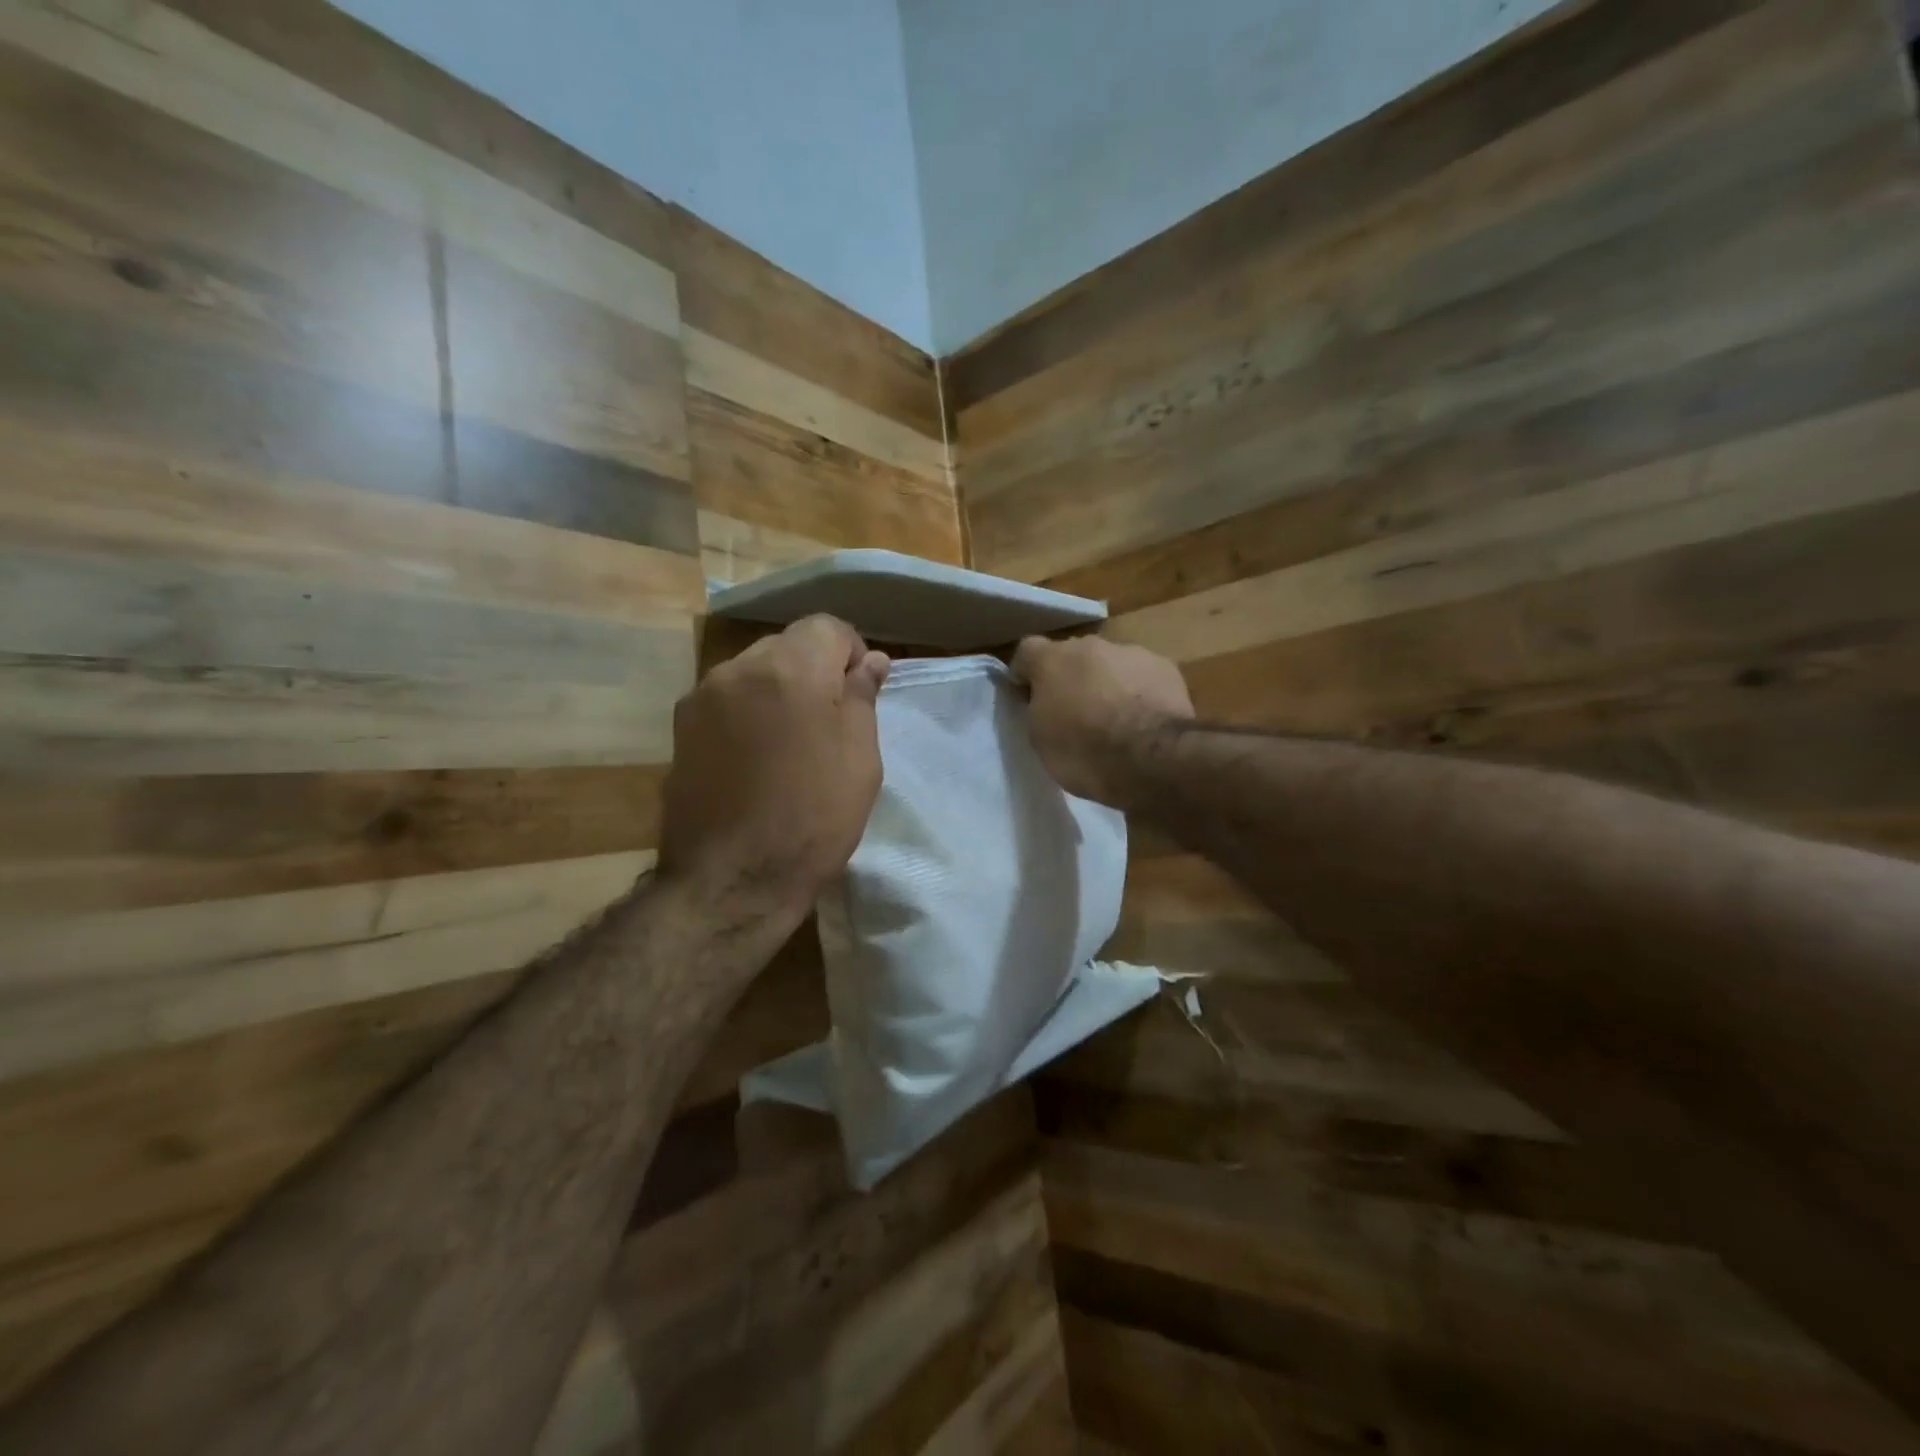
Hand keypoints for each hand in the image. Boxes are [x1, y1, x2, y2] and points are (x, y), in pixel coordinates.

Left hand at [659, 615, 888, 927]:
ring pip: (753, 672)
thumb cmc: (813, 819)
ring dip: (777, 691)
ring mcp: (702, 697)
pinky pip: (726, 700)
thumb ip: (862, 697)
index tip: (858, 692)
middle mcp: (739, 668)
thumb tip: (870, 661)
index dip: (850, 653)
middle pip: (786, 646)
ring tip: (788, 745)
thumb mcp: (860, 759)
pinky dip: (747, 713)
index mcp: (791, 668)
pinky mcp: (680, 728)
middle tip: (828, 723)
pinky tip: (755, 759)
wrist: (733, 880)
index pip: (826, 627)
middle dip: (812, 670)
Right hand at [1011, 635, 1193, 807]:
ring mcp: (1131, 652)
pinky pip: (1143, 677)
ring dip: (1108, 684)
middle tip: (1075, 712)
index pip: (1027, 651)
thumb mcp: (1041, 738)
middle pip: (1073, 656)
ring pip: (1111, 664)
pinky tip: (1145, 721)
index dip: (1026, 674)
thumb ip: (1039, 709)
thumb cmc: (1084, 752)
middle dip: (1071, 677)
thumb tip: (1047, 701)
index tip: (1028, 698)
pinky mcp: (1165, 667)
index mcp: (1052, 660)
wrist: (1150, 758)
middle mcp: (1090, 645)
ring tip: (1116, 720)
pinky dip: (1139, 692)